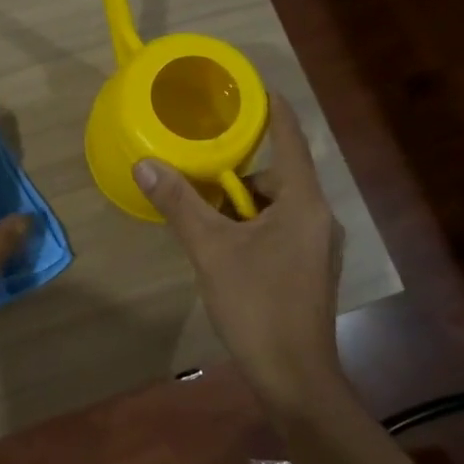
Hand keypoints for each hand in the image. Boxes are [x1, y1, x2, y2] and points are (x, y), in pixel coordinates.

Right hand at [137, 93, 343, 405]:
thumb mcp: (211, 250)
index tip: (246, 87)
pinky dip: (249, 227)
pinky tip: (222, 246)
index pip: (289, 137)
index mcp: (303, 201)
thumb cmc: (257, 305)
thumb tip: (145, 165)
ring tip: (201, 214)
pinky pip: (277, 229)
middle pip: (276, 174)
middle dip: (235, 173)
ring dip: (239, 205)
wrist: (293, 375)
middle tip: (196, 173)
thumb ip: (180, 204)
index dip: (270, 109)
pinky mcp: (308, 267)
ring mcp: (316, 244)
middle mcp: (317, 216)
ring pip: (273, 206)